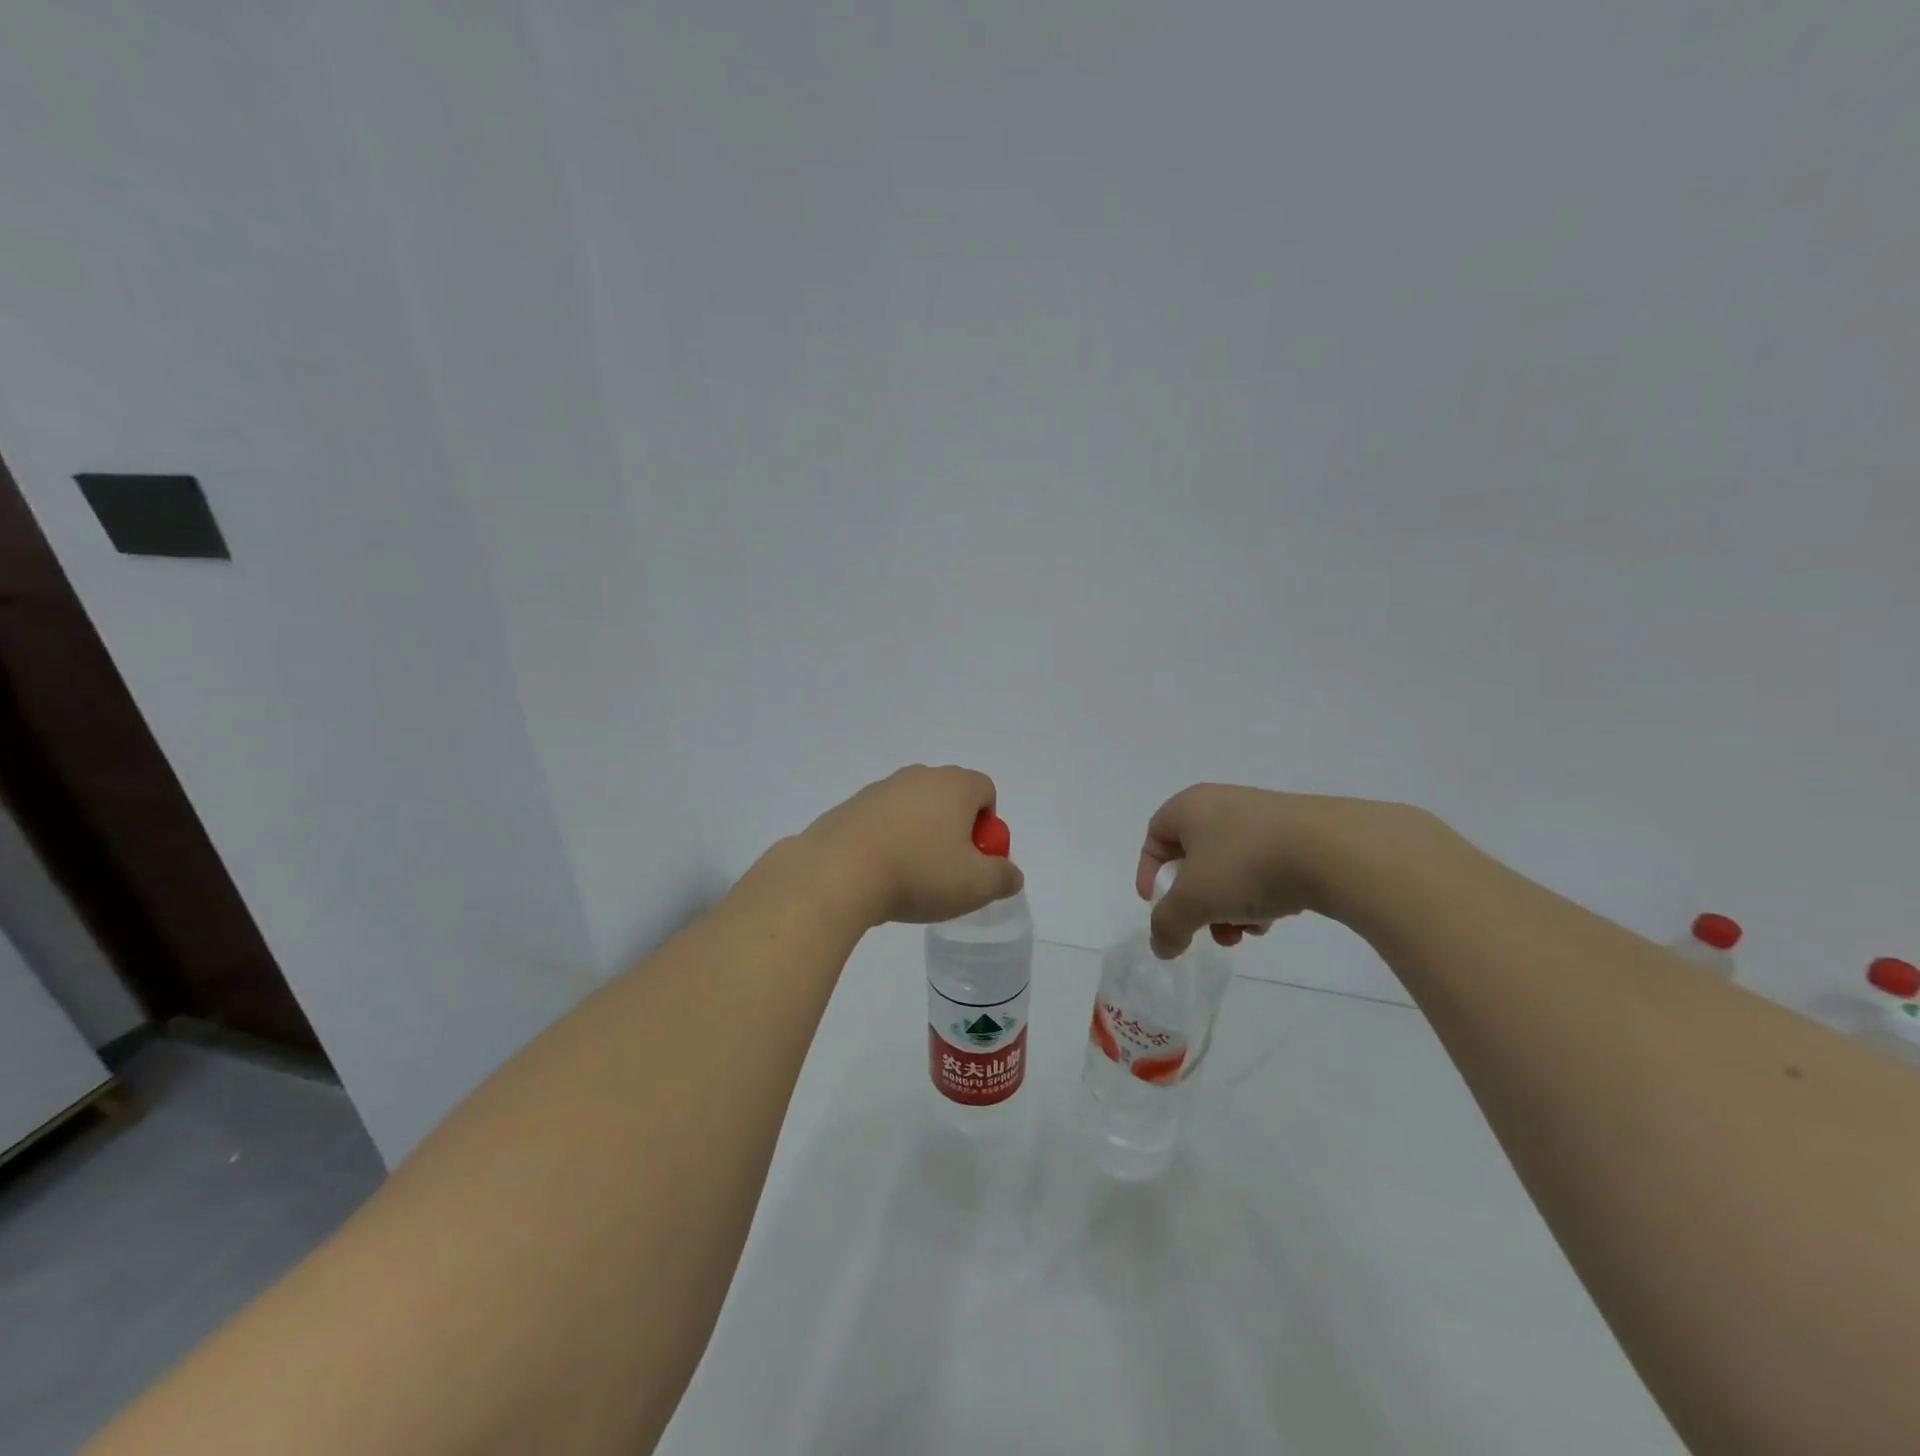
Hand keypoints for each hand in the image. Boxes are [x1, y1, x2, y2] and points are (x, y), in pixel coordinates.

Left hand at [803, 765, 1024, 927]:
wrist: (836, 873)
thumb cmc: (918, 873)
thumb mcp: (976, 885)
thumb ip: (1003, 877)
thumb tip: (1010, 874)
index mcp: (953, 785)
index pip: (985, 790)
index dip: (988, 825)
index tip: (976, 858)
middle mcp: (917, 777)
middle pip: (948, 798)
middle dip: (954, 830)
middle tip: (947, 871)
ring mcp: (879, 790)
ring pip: (913, 810)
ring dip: (918, 837)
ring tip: (909, 878)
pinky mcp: (848, 808)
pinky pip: (880, 823)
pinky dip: (886, 843)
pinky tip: (877, 875)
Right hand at [1137, 785, 1425, 958]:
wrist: (1335, 850)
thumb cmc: (1247, 864)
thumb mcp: (1193, 900)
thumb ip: (1167, 924)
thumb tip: (1161, 945)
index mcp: (1191, 807)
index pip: (1155, 836)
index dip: (1150, 872)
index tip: (1158, 904)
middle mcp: (1223, 805)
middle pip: (1195, 858)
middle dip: (1196, 901)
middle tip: (1205, 929)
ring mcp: (1265, 818)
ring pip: (1231, 867)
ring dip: (1229, 905)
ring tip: (1247, 932)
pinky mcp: (1301, 834)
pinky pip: (1266, 867)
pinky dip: (1262, 895)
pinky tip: (1276, 918)